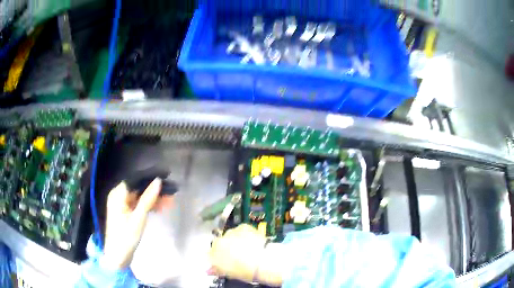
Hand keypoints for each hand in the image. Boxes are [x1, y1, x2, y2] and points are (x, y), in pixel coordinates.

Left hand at [101, 178, 172, 269]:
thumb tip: (158, 181)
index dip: (151, 178)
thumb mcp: (138, 218)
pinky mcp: (125, 212)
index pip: (136, 179)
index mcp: (118, 194)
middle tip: (171, 195)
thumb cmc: (126, 236)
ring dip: (154, 199)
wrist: (118, 255)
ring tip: (169, 203)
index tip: (167, 178)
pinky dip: (148, 206)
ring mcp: (122, 204)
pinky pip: (138, 204)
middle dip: (155, 191)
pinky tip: (159, 209)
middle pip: (139, 188)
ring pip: (140, 196)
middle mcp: (118, 195)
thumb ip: (148, 199)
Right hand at [209, 224, 284, 285]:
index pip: (211, 254)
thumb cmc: (246, 271)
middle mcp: (219, 242)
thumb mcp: (229, 274)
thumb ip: (217, 269)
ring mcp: (230, 233)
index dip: (219, 257)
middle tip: (237, 254)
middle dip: (227, 247)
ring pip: (230, 235)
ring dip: (235, 239)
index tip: (225, 260)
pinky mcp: (242, 227)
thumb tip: (210, 270)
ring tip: (247, 248)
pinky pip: (241, 229)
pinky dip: (245, 234)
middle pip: (220, 243)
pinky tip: (252, 241)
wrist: (262, 261)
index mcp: (213, 254)